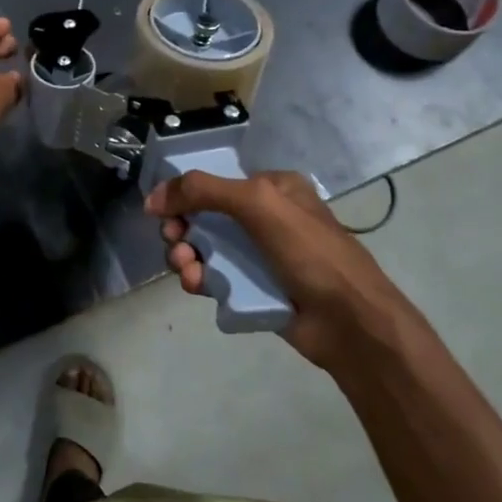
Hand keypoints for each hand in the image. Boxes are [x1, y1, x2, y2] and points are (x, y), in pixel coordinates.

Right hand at [147, 171, 416, 371]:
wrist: (349, 321)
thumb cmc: (309, 251)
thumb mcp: (257, 204)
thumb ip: (203, 191)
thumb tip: (152, 197)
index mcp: (273, 188)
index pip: (217, 181)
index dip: (185, 193)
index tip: (162, 211)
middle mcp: (265, 217)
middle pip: (205, 215)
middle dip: (182, 228)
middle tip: (174, 241)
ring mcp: (260, 255)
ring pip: (206, 249)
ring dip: (185, 255)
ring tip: (186, 268)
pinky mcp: (254, 289)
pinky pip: (215, 278)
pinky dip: (199, 279)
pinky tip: (196, 285)